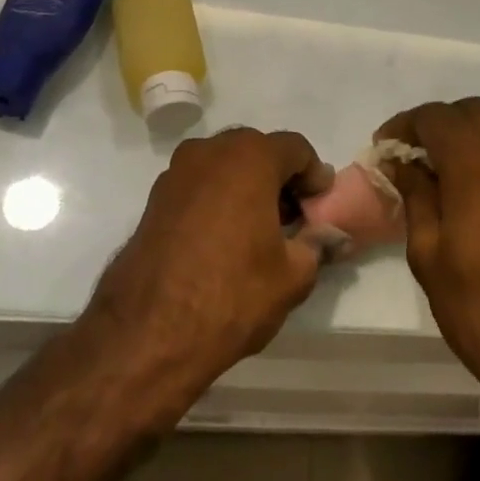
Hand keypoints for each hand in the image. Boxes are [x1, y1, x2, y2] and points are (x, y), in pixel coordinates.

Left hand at [84, 128, 332, 404]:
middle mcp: (210, 152)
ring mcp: (176, 173)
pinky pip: (199, 185)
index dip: (314, 175)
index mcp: (250, 158)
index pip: (296, 148)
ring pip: (224, 165)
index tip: (319, 205)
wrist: (149, 332)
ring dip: (246, 186)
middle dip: (279, 177)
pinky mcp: (154, 198)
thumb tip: (330, 235)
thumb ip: (317, 244)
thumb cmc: (232, 294)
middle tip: (293, 215)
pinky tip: (224, 237)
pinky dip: (217, 198)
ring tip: (258, 228)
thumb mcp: (293, 275)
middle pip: (257, 150)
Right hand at [376, 99, 479, 408]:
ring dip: (468, 138)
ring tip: (440, 175)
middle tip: (410, 159)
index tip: (383, 151)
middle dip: (437, 125)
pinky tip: (475, 193)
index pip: (435, 116)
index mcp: (477, 160)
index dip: (404, 126)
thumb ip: (417, 197)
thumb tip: (405, 164)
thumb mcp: (429, 254)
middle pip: (472, 112)